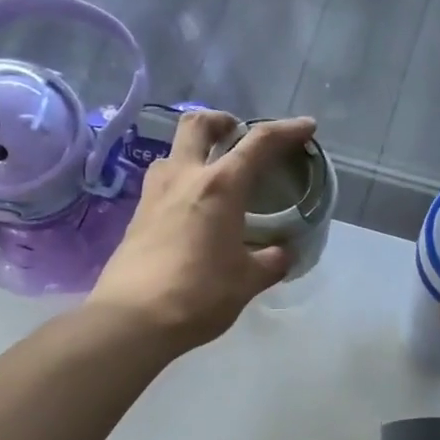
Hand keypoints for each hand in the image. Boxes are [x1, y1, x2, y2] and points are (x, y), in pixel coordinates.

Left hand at [90, 111, 317, 352]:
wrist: (133, 318)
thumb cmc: (199, 294)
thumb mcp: (247, 281)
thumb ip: (270, 262)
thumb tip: (283, 254)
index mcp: (220, 186)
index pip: (258, 144)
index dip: (286, 131)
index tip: (306, 127)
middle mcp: (184, 177)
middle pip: (197, 125)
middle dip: (221, 121)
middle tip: (236, 133)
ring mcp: (154, 194)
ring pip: (173, 152)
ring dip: (194, 150)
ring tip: (213, 173)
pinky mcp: (136, 216)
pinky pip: (162, 183)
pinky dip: (181, 181)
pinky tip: (192, 209)